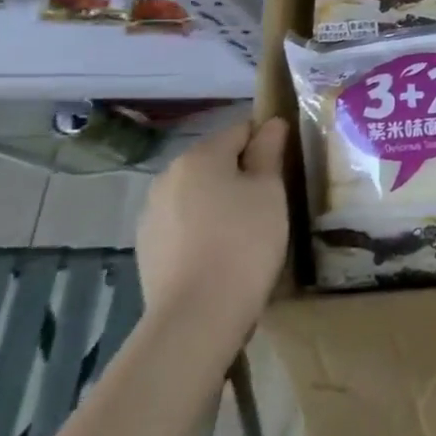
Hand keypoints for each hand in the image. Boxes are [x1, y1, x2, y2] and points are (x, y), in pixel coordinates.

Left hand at [136, 117, 289, 353]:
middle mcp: (168, 176)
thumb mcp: (270, 191)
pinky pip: (185, 222)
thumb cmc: (245, 240)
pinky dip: (204, 226)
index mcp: (199, 156)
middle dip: (242, 172)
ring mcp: (151, 213)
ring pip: (198, 193)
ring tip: (249, 227)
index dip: (267, 141)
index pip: (240, 130)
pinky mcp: (148, 246)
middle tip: (273, 198)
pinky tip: (223, 251)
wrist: (198, 312)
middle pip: (215, 161)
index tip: (287, 165)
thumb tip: (271, 123)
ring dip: (222, 200)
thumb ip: (268, 152)